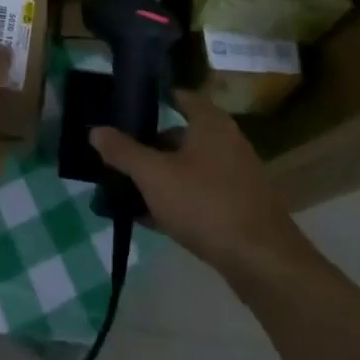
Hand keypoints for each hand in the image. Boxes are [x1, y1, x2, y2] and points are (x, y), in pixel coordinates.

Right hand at [90, 91, 315, 284]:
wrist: (263, 262)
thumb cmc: (206, 204)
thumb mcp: (154, 176)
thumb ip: (123, 152)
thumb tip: (96, 131)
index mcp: (211, 124)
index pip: (181, 97)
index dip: (155, 99)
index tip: (127, 109)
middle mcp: (227, 143)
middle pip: (181, 136)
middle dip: (150, 146)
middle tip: (119, 157)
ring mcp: (236, 177)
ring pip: (188, 169)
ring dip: (160, 177)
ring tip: (127, 190)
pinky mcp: (239, 208)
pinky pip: (199, 195)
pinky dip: (176, 201)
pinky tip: (150, 219)